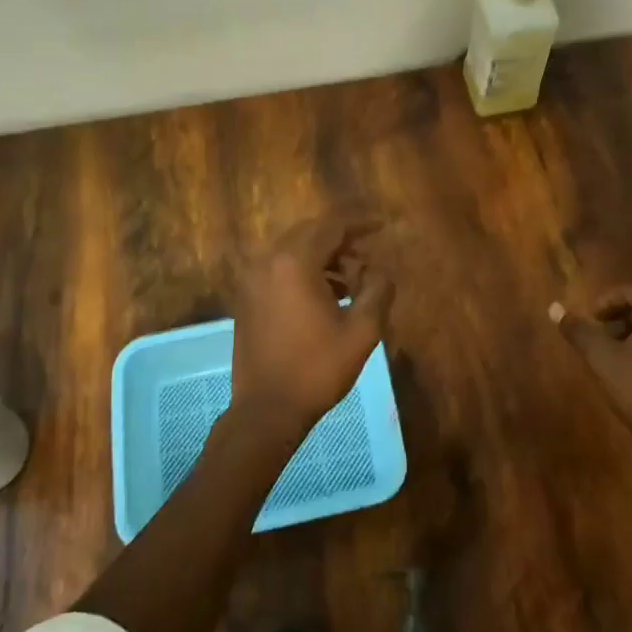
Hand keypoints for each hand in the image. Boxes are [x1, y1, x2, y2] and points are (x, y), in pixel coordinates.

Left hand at [231, 216, 394, 432]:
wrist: (267, 410)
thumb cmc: (317, 369)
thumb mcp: (362, 331)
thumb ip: (377, 291)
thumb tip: (380, 271)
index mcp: (294, 262)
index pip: (331, 226)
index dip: (360, 222)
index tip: (383, 225)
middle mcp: (268, 261)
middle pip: (310, 232)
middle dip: (342, 239)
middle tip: (369, 253)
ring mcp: (253, 279)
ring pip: (294, 250)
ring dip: (324, 256)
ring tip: (353, 280)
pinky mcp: (248, 298)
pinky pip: (280, 268)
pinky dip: (305, 270)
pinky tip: (327, 295)